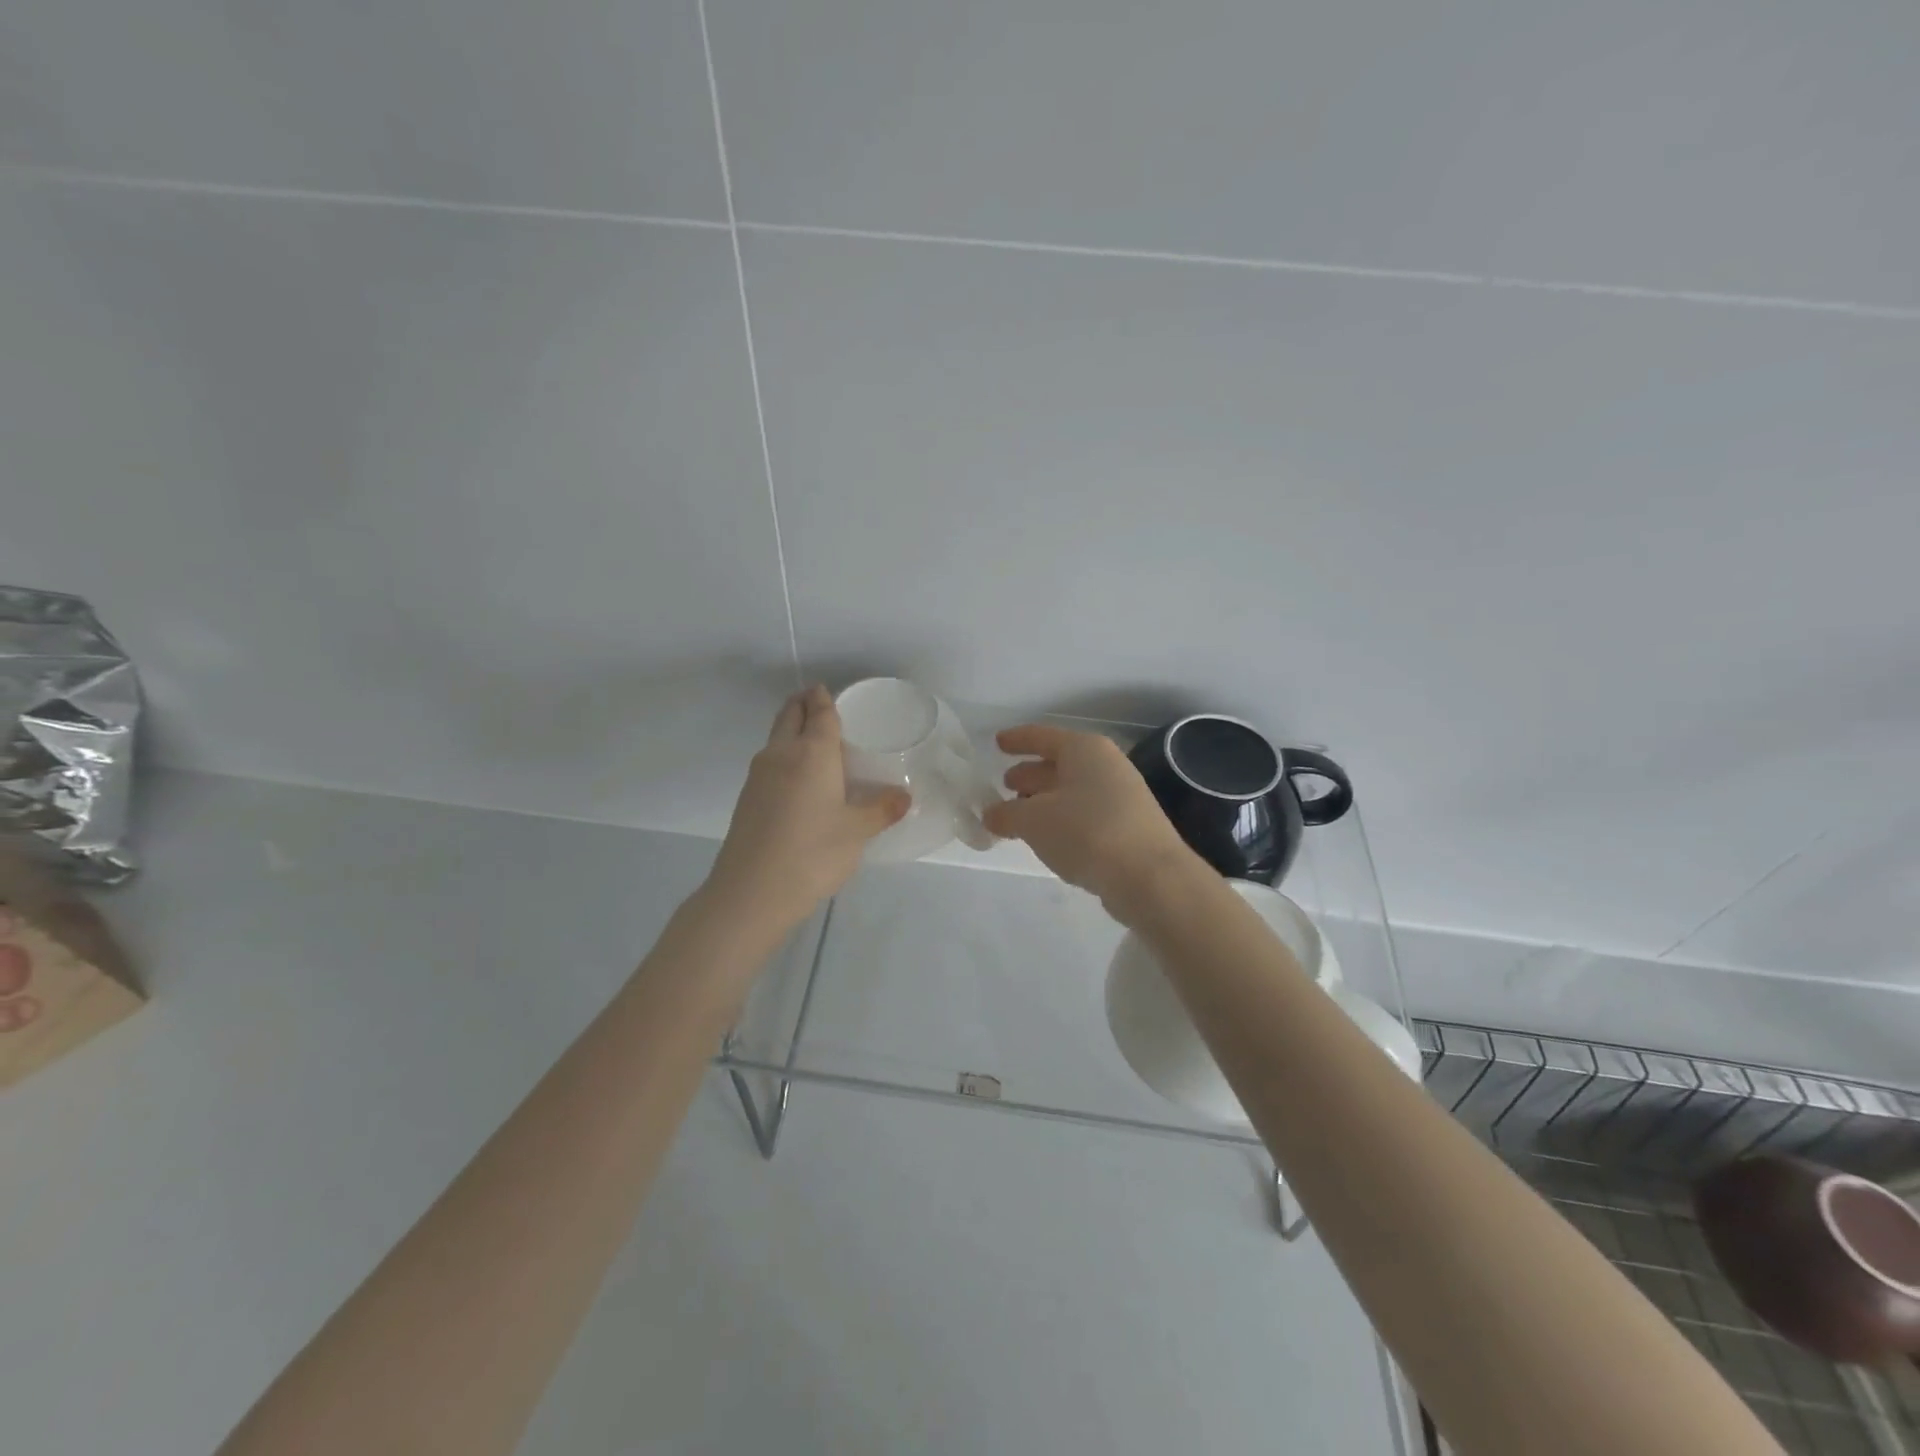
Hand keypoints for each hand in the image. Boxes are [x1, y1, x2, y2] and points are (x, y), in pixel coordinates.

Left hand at [705, 686, 909, 934]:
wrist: (752, 891)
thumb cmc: (813, 852)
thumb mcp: (857, 832)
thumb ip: (881, 809)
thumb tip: (904, 797)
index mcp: (812, 752)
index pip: (819, 712)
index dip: (824, 698)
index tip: (828, 690)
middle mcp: (781, 753)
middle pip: (789, 715)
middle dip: (803, 703)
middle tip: (818, 703)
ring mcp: (758, 775)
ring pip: (775, 738)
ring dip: (790, 729)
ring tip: (812, 739)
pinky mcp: (747, 797)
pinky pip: (769, 762)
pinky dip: (783, 755)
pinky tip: (797, 777)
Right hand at [982, 724, 1204, 923]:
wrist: (1150, 877)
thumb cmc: (1086, 832)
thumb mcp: (1034, 820)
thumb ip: (1006, 814)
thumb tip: (991, 814)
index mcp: (1084, 750)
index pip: (1042, 737)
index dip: (1017, 739)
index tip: (997, 743)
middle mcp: (1105, 766)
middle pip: (1059, 764)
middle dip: (1030, 774)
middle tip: (1004, 785)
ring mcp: (1121, 797)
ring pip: (1072, 791)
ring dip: (1044, 801)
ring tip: (1017, 815)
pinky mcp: (1127, 828)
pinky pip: (1084, 815)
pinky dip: (1061, 821)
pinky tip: (1047, 838)